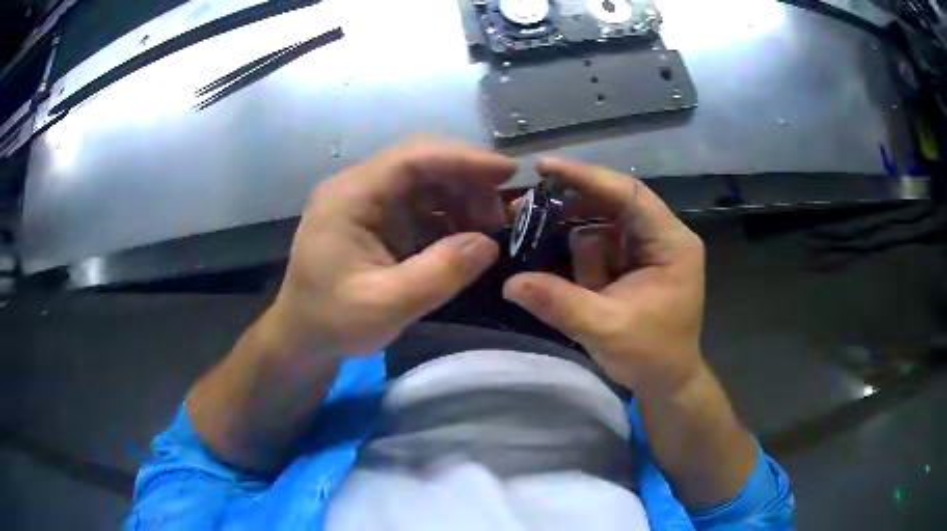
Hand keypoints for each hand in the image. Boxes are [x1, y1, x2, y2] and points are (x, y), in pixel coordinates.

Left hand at [261, 139, 515, 359]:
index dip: (462, 159)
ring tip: (488, 229)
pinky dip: (449, 216)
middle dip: (467, 180)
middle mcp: (358, 189)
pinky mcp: (378, 221)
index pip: (412, 159)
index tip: (507, 172)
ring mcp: (368, 203)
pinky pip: (421, 206)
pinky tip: (466, 238)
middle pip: (421, 164)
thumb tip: (489, 243)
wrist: (303, 338)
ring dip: (461, 198)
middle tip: (501, 213)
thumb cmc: (332, 321)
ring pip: (425, 183)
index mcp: (349, 197)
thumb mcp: (386, 305)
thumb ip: (439, 274)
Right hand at [503, 158, 705, 395]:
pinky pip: (602, 245)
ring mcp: (650, 247)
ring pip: (604, 225)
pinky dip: (581, 256)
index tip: (544, 167)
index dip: (586, 178)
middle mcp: (664, 235)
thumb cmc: (650, 356)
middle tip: (525, 209)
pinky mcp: (636, 261)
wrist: (668, 382)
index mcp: (671, 242)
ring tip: (554, 263)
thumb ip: (559, 303)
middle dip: (572, 207)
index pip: (629, 194)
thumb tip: (510, 283)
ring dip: (576, 242)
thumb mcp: (604, 329)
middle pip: (614, 202)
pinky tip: (569, 274)